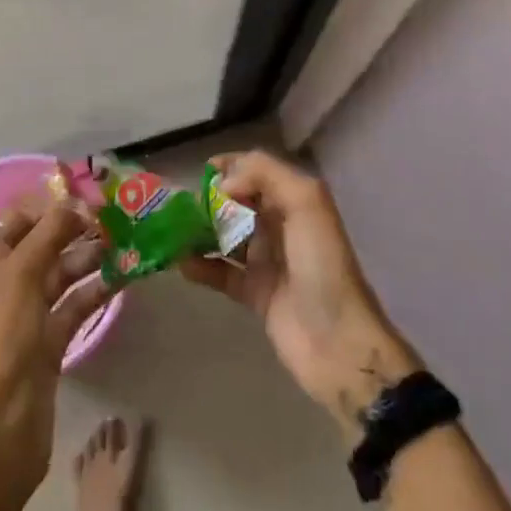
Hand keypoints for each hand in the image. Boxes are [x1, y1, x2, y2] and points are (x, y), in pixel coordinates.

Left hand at [0, 193, 114, 510]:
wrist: (1, 426)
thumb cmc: (5, 336)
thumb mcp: (23, 273)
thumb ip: (49, 231)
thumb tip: (75, 202)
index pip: (19, 217)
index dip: (50, 203)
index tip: (89, 195)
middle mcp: (5, 281)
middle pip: (43, 242)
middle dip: (76, 228)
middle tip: (116, 217)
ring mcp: (27, 313)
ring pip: (62, 273)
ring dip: (90, 257)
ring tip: (126, 242)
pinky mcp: (48, 341)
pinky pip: (75, 304)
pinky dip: (96, 290)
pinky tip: (124, 276)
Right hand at [180, 151, 419, 441]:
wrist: (338, 344)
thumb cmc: (322, 266)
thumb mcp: (307, 204)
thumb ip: (266, 175)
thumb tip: (223, 184)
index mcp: (296, 202)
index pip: (258, 172)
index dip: (231, 167)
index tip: (202, 171)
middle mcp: (281, 227)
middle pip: (238, 203)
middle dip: (209, 199)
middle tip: (180, 204)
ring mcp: (267, 261)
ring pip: (226, 236)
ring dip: (200, 231)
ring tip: (172, 230)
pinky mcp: (254, 294)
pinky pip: (221, 273)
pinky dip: (200, 266)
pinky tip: (180, 263)